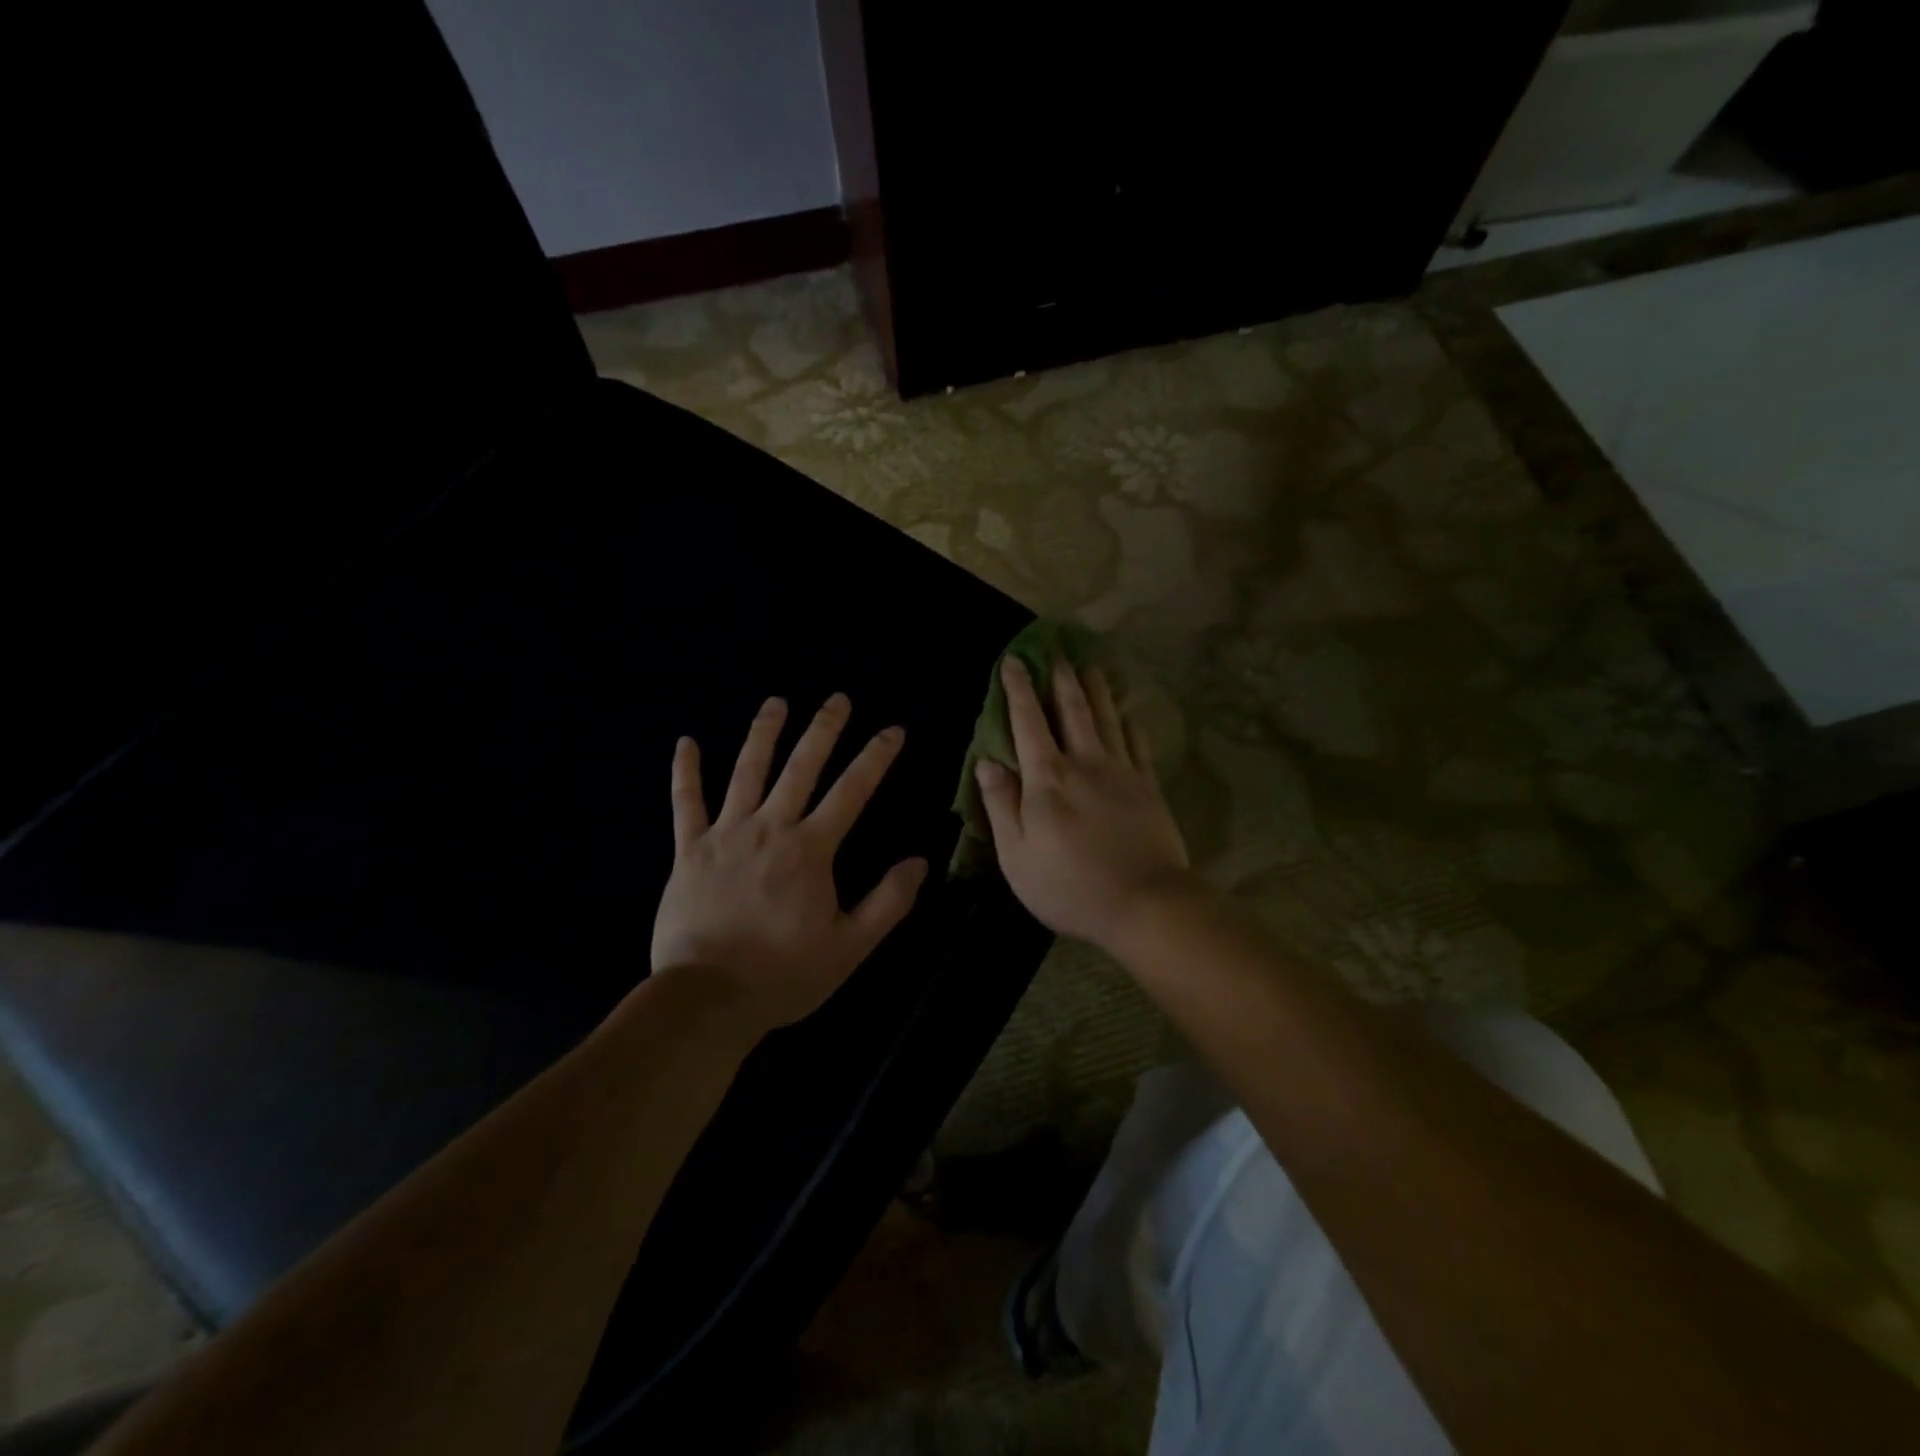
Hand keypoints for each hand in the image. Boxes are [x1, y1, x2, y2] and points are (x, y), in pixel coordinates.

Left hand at [651, 694, 928, 1031]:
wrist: (707, 998)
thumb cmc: (784, 974)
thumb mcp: (850, 946)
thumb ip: (888, 902)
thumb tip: (921, 861)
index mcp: (810, 850)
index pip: (852, 791)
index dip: (875, 757)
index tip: (893, 730)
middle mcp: (770, 828)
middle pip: (800, 767)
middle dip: (823, 729)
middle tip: (838, 698)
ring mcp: (725, 834)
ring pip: (746, 772)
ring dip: (763, 733)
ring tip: (776, 702)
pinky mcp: (689, 850)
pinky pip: (686, 803)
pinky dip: (685, 772)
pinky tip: (686, 742)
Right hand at [973, 657, 1194, 951]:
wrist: (1144, 903)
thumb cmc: (1069, 885)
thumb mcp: (1017, 854)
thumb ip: (1000, 804)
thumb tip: (987, 761)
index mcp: (1047, 778)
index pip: (1028, 722)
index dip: (1019, 689)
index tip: (1014, 661)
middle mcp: (1084, 763)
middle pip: (1072, 711)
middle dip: (1061, 679)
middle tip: (1057, 652)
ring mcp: (1121, 772)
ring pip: (1106, 718)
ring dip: (1096, 689)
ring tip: (1090, 665)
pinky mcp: (1148, 786)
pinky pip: (1137, 742)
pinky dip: (1129, 721)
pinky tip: (1127, 710)